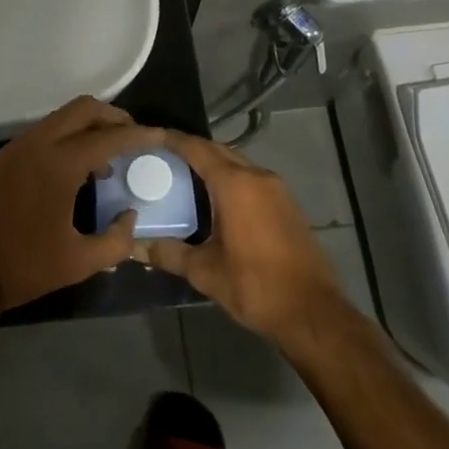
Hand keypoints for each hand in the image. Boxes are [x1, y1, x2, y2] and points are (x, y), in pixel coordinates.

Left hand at [0, 96, 162, 308]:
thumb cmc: (22, 264)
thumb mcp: (78, 262)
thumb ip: (116, 240)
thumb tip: (129, 217)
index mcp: (60, 163)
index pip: (109, 137)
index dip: (139, 135)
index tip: (161, 136)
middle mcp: (39, 143)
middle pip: (83, 109)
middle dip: (113, 117)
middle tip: (134, 137)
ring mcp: (18, 145)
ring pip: (61, 118)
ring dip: (88, 127)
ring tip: (108, 158)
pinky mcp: (5, 155)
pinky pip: (45, 132)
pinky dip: (67, 137)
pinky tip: (76, 169)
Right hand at [133, 132, 349, 347]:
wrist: (313, 313)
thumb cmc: (255, 286)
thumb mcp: (205, 272)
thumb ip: (168, 253)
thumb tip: (135, 247)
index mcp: (235, 185)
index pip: (197, 149)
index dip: (172, 139)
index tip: (150, 136)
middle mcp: (258, 177)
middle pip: (218, 150)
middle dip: (191, 149)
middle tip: (162, 156)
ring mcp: (277, 189)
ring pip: (237, 163)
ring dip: (212, 163)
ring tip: (184, 175)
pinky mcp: (287, 204)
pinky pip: (251, 179)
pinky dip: (230, 178)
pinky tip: (215, 198)